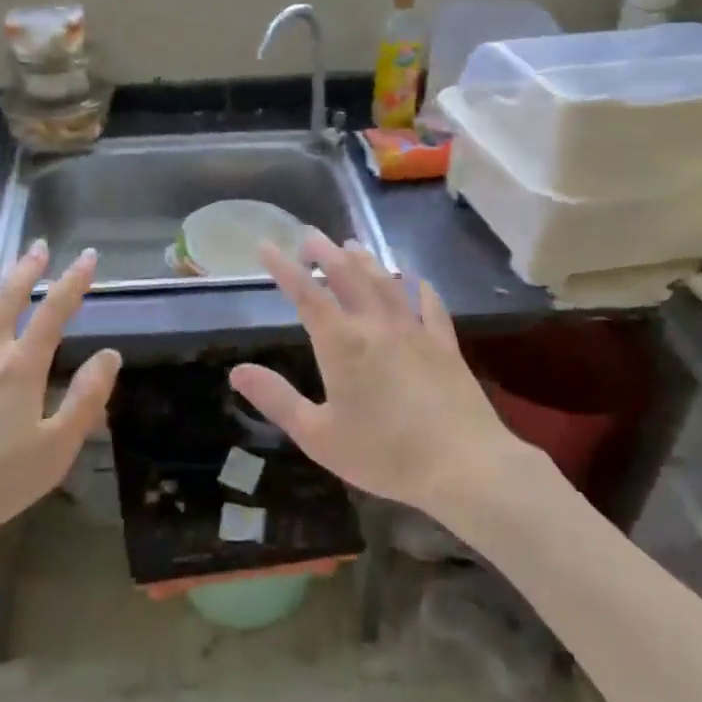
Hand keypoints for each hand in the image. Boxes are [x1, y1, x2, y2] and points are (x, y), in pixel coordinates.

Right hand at [229, 232, 536, 517]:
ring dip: (365, 260)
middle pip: (347, 276)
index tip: (266, 244)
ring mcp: (414, 331)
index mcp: (341, 344)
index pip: (305, 294)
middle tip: (310, 236)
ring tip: (351, 245)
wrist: (463, 466)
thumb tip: (237, 372)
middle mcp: (375, 325)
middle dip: (325, 252)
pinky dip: (418, 285)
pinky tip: (414, 277)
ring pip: (385, 282)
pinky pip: (429, 304)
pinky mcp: (444, 344)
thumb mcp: (317, 436)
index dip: (283, 267)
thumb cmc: (384, 454)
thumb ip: (276, 399)